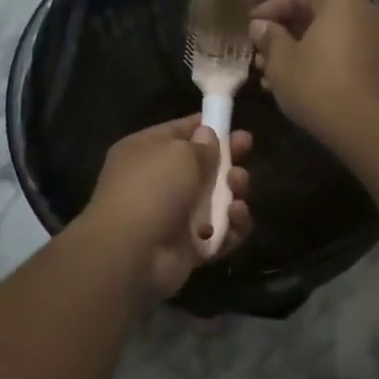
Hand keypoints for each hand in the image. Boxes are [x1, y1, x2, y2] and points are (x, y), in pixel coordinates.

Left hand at [83, 115, 252, 302]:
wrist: (131, 253)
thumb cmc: (151, 189)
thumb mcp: (179, 153)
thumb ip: (201, 145)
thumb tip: (208, 135)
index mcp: (145, 152)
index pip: (179, 132)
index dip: (206, 127)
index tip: (232, 125)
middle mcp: (157, 182)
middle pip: (202, 167)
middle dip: (227, 159)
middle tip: (247, 150)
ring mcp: (174, 217)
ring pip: (216, 200)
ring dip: (234, 191)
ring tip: (239, 186)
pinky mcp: (189, 248)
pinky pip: (221, 233)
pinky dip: (233, 227)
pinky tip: (236, 217)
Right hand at [249, 0, 378, 144]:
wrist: (367, 128)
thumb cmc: (318, 85)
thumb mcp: (282, 62)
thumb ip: (269, 37)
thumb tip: (260, 26)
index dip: (268, 10)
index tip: (248, 26)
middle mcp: (364, 9)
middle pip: (315, 13)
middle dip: (283, 33)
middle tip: (259, 52)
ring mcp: (376, 35)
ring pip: (327, 35)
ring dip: (298, 50)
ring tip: (270, 72)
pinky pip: (341, 50)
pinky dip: (318, 59)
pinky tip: (294, 81)